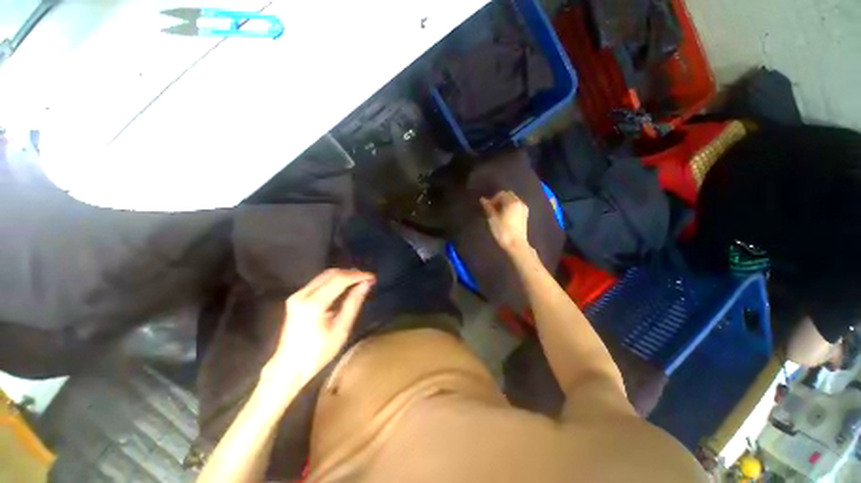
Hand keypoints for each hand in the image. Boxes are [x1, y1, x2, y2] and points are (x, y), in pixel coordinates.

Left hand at [263, 269, 374, 384]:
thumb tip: (366, 284)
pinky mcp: (296, 297)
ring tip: (360, 281)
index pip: (340, 279)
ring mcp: (297, 295)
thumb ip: (353, 303)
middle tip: (367, 278)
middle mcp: (303, 294)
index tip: (372, 277)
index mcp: (314, 304)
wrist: (289, 367)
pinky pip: (319, 282)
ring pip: (325, 275)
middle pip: (331, 274)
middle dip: (351, 273)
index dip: (358, 275)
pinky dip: (335, 281)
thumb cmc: (318, 353)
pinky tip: (345, 286)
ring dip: (344, 275)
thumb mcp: (341, 329)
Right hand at [480, 191, 529, 253]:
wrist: (516, 245)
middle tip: (491, 209)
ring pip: (512, 201)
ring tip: (497, 213)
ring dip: (504, 204)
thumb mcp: (492, 219)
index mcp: (512, 201)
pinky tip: (504, 216)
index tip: (487, 207)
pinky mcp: (525, 216)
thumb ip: (488, 207)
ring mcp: (524, 209)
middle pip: (508, 196)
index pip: (501, 194)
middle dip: (499, 200)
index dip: (492, 199)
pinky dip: (509, 208)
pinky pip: (516, 207)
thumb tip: (483, 199)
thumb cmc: (503, 231)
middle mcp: (519, 202)